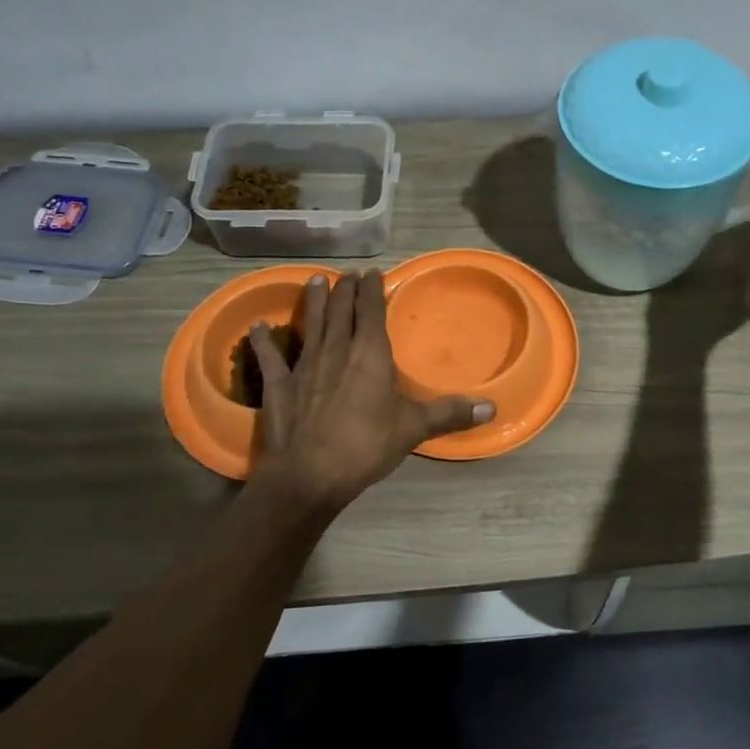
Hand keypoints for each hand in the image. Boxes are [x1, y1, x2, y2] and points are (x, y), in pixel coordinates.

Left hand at [247, 270, 492, 512]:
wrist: (310, 474)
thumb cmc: (366, 446)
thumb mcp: (413, 428)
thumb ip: (449, 414)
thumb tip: (492, 408)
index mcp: (370, 355)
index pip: (372, 312)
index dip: (372, 291)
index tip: (372, 273)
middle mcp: (337, 350)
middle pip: (341, 312)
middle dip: (345, 290)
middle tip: (347, 275)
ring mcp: (304, 365)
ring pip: (311, 325)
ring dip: (313, 302)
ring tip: (315, 281)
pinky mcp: (278, 385)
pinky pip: (270, 357)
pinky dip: (264, 341)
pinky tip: (257, 327)